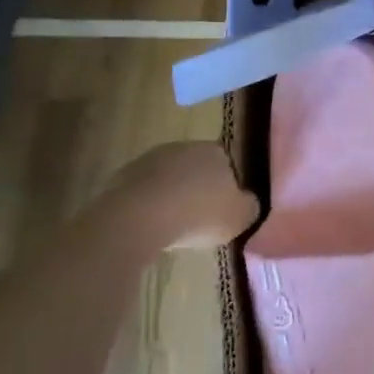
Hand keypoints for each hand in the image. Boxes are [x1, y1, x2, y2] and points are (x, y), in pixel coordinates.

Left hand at [113, 141, 259, 250]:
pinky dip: (147, 206)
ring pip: (168, 179)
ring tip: (171, 227)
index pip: (227, 165)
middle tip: (197, 220)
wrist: (139, 218)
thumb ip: (249, 207)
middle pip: (196, 169)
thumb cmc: (197, 214)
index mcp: (216, 151)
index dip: (226, 189)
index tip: (222, 212)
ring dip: (171, 197)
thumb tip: (248, 203)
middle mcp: (185, 146)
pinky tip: (148, 227)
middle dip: (197, 190)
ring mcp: (151, 159)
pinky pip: (143, 192)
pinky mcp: (123, 176)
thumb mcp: (240, 217)